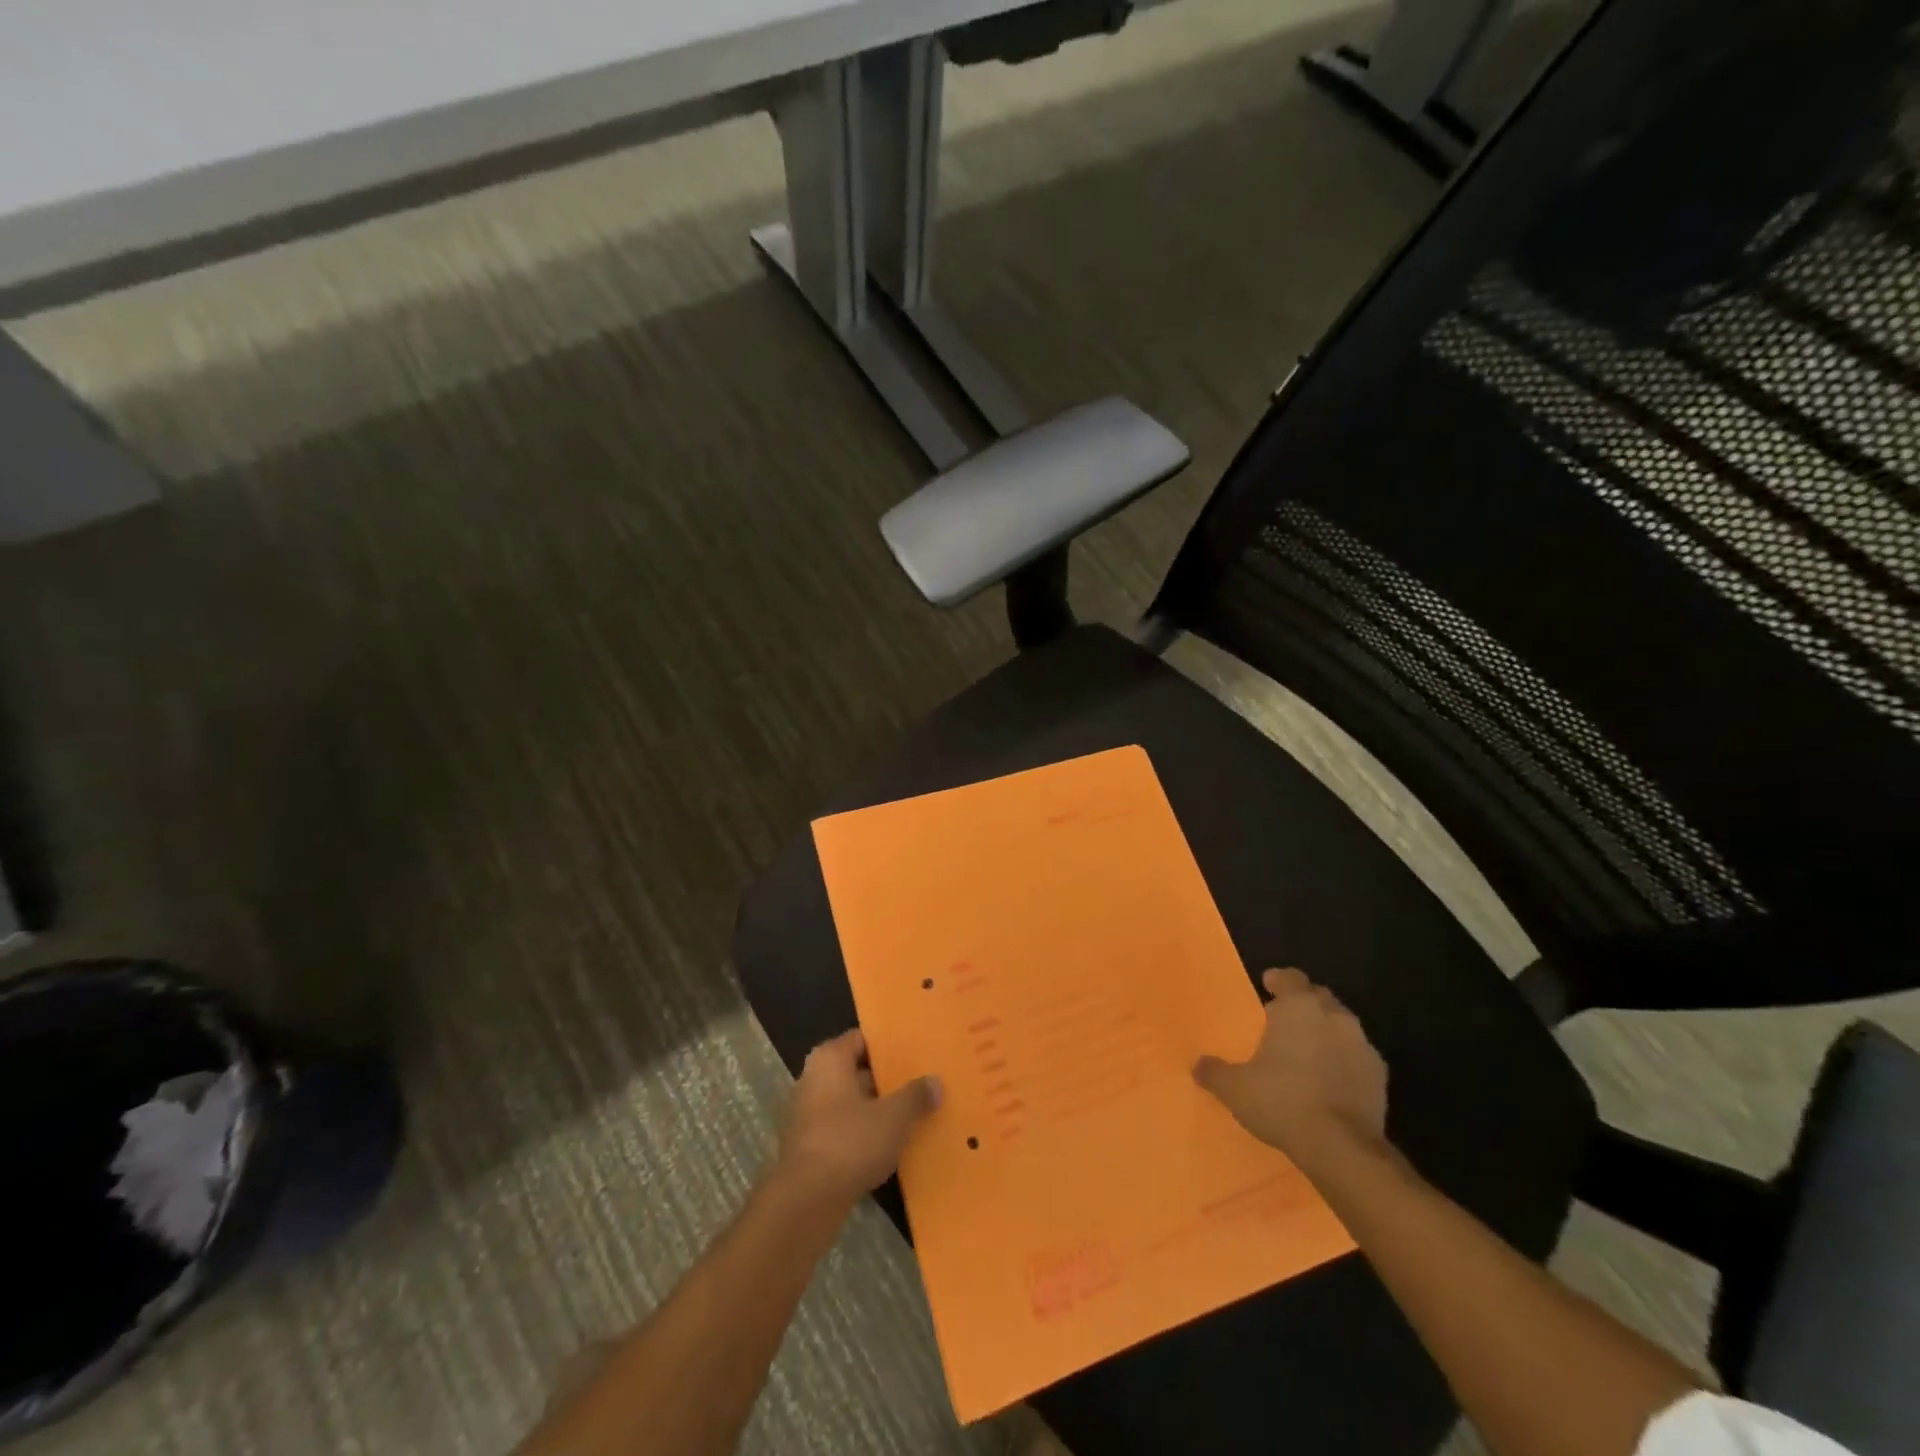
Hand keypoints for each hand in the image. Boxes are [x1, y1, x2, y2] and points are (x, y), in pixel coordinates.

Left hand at [775, 1029, 940, 1211]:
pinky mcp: (812, 1147)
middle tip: (921, 1081)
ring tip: (914, 1112)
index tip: (915, 1051)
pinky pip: (846, 1130)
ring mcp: (810, 1115)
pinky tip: (893, 1144)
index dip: (889, 1045)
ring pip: (853, 1103)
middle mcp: (814, 1080)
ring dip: (878, 1109)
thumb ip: (916, 1096)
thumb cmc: (850, 1141)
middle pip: (857, 1071)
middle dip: (887, 1079)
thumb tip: (935, 1082)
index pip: (862, 1039)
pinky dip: (866, 1134)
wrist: (808, 1201)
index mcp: (829, 1059)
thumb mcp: (894, 1116)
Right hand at [1194, 968, 1387, 1166]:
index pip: (1290, 977)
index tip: (1267, 986)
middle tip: (1284, 1020)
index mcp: (1299, 1008)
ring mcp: (1362, 1045)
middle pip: (1319, 997)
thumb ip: (1215, 1071)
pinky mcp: (1380, 1077)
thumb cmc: (1282, 1101)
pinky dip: (1344, 1061)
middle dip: (1303, 1004)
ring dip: (1326, 1032)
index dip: (1278, 980)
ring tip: (1307, 1052)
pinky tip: (1330, 1080)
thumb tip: (1197, 1065)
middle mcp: (1334, 1017)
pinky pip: (1357, 1057)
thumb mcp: (1235, 1088)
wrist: (1341, 1148)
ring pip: (1341, 1026)